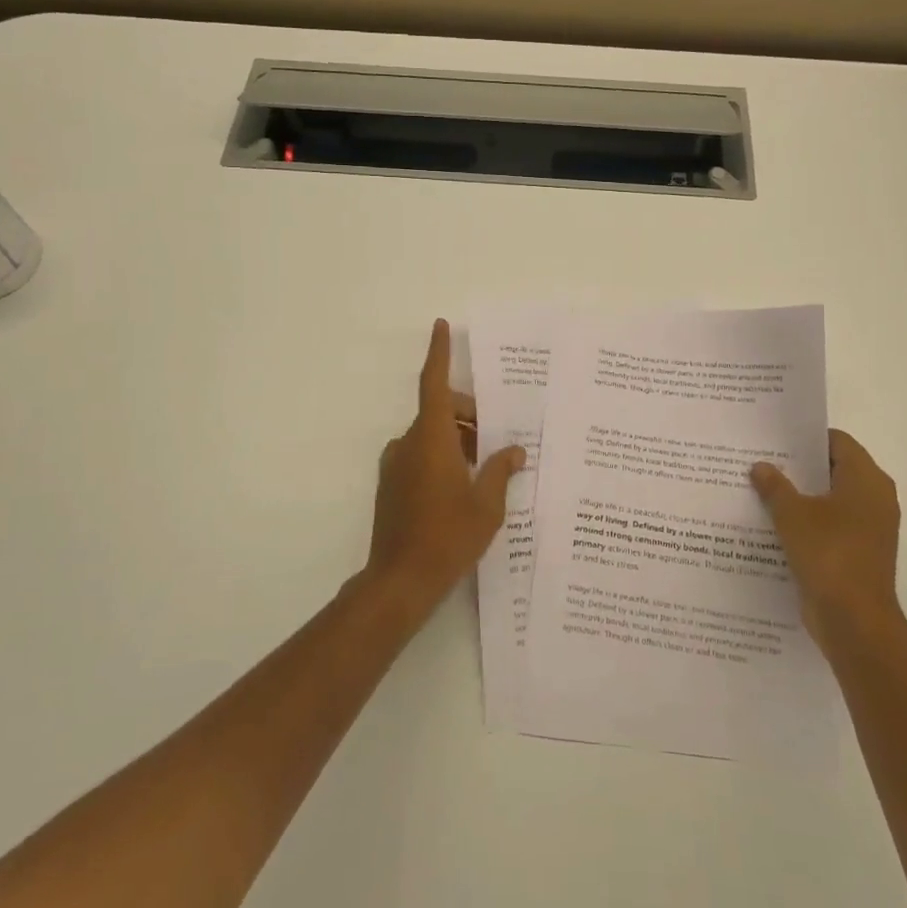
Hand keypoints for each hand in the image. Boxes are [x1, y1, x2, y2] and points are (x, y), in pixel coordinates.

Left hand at [364, 319, 525, 614]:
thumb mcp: (486, 504)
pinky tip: (465, 487)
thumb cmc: (448, 536)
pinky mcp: (391, 486)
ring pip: (432, 436)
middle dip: (471, 415)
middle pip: (441, 411)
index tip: (441, 325)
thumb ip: (500, 470)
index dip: (439, 352)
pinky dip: (443, 458)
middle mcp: (408, 443)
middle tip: (501, 438)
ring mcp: (395, 465)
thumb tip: (515, 450)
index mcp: (431, 437)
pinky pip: (421, 456)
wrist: (399, 582)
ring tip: (489, 468)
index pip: (435, 383)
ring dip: (459, 440)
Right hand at [751, 429, 901, 649]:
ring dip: (800, 495)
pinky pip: (829, 525)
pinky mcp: (857, 552)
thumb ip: (775, 486)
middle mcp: (874, 498)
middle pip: (833, 469)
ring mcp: (868, 528)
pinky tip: (773, 522)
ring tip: (760, 487)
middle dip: (798, 466)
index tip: (774, 437)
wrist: (854, 621)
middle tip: (761, 459)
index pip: (837, 442)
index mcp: (866, 480)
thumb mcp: (792, 514)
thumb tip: (760, 467)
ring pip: (829, 499)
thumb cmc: (828, 554)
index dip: (806, 437)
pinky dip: (806, 521)